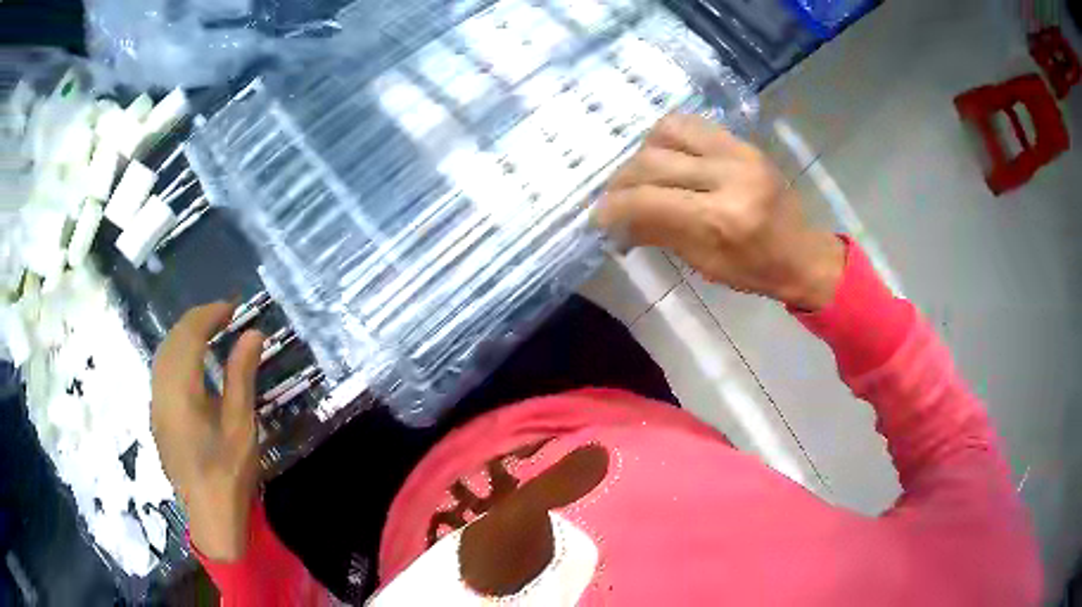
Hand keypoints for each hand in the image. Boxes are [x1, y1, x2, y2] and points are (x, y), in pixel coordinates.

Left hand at [151, 302, 263, 560]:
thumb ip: (242, 375)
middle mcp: (161, 392)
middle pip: (172, 340)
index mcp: (181, 392)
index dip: (209, 315)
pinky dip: (176, 354)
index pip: (189, 336)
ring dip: (184, 335)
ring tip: (209, 332)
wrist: (210, 516)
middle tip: (224, 316)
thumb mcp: (241, 425)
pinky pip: (161, 370)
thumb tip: (253, 333)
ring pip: (162, 354)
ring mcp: (156, 405)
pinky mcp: (157, 417)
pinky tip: (192, 362)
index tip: (233, 308)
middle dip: (196, 320)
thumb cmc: (229, 472)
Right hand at [595, 114, 844, 310]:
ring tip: (643, 175)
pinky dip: (668, 139)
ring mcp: (738, 152)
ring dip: (644, 152)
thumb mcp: (704, 264)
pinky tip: (667, 158)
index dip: (613, 208)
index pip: (648, 201)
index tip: (598, 217)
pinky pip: (692, 125)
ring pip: (668, 131)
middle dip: (622, 181)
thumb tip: (617, 219)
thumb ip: (659, 233)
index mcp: (721, 219)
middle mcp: (728, 176)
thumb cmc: (755, 271)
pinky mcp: (743, 142)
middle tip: (614, 198)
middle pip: (652, 162)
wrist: (803, 253)